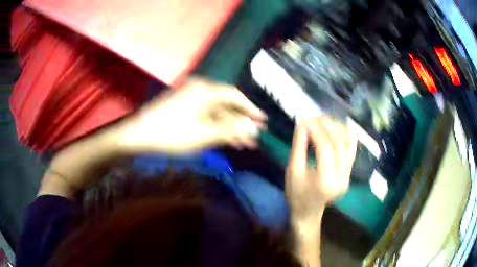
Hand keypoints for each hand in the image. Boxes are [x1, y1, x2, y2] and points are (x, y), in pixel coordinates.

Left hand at [119, 77, 266, 153]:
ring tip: (243, 144)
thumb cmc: (171, 133)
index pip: (234, 95)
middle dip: (240, 123)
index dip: (250, 108)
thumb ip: (230, 130)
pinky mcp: (183, 107)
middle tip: (254, 138)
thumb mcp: (203, 134)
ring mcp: (190, 98)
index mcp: (205, 90)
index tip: (262, 120)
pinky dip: (215, 127)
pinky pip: (205, 115)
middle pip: (226, 105)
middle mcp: (199, 89)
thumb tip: (252, 129)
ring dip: (229, 127)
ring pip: (216, 112)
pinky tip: (224, 139)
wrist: (138, 134)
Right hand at [286, 117, 356, 221]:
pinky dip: (345, 135)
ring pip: (348, 143)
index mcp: (326, 181)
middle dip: (326, 125)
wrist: (308, 212)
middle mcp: (342, 177)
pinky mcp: (350, 172)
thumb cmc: (296, 194)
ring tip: (323, 119)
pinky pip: (352, 149)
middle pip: (338, 143)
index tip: (305, 117)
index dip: (316, 129)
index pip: (325, 147)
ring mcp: (349, 175)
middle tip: (313, 116)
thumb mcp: (292, 170)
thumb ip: (299, 146)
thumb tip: (302, 123)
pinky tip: (337, 126)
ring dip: (336, 127)